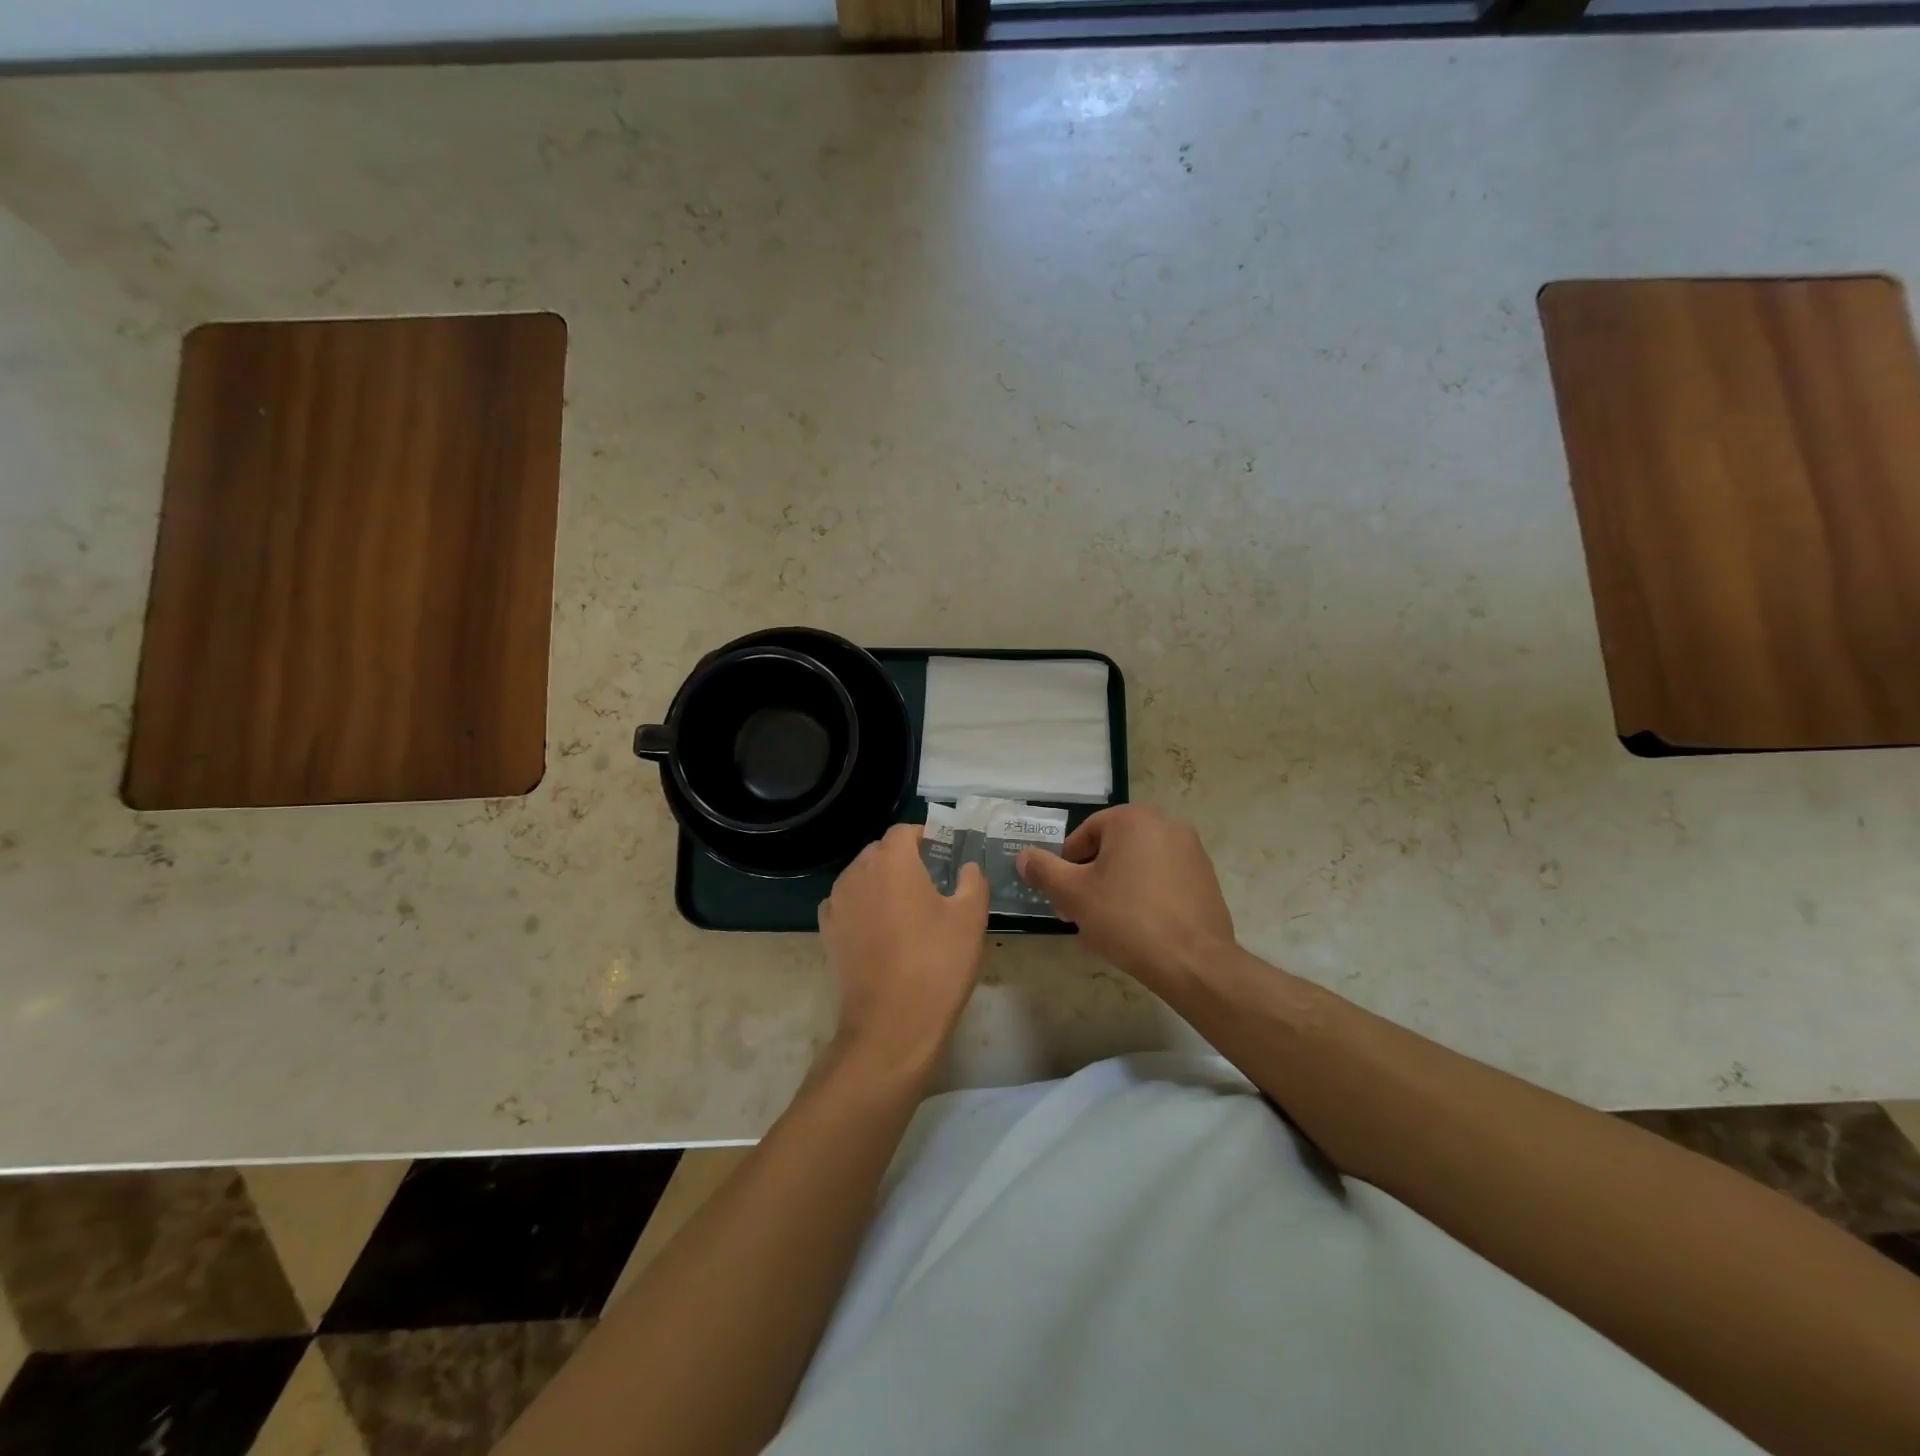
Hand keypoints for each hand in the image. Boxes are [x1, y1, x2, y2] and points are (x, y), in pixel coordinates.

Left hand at [819, 824, 988, 1074]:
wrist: (891, 1025)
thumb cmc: (936, 964)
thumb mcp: (970, 918)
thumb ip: (972, 881)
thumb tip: (967, 867)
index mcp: (892, 861)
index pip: (905, 831)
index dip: (926, 837)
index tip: (944, 852)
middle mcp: (857, 872)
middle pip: (880, 852)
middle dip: (904, 859)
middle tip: (932, 881)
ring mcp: (837, 902)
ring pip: (861, 877)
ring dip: (882, 882)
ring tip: (907, 908)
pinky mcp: (827, 931)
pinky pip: (847, 903)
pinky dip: (863, 906)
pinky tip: (882, 929)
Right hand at [1017, 805, 1234, 986]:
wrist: (1193, 962)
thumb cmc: (1127, 919)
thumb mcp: (1073, 894)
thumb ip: (1044, 870)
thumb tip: (1024, 856)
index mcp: (1133, 819)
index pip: (1084, 834)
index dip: (1067, 866)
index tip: (1064, 898)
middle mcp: (1166, 824)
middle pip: (1112, 849)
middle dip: (1091, 879)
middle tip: (1080, 914)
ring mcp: (1191, 851)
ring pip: (1137, 865)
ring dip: (1116, 888)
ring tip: (1107, 927)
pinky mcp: (1206, 879)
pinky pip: (1163, 881)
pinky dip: (1145, 897)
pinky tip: (1138, 930)